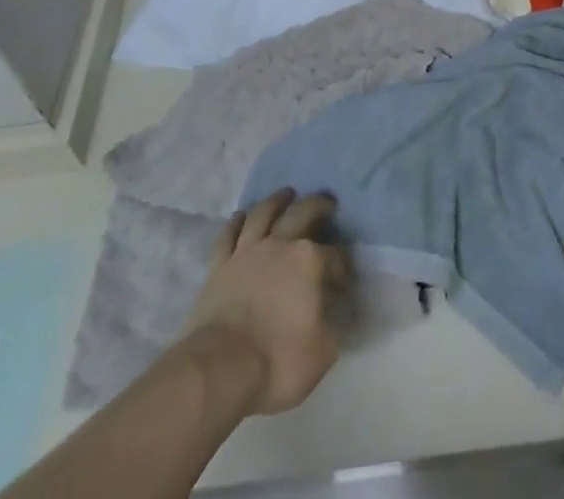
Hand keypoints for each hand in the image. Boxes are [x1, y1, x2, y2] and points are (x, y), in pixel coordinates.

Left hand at [182, 187, 347, 414]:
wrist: (219, 369)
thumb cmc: (276, 361)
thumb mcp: (322, 353)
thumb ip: (333, 329)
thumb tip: (335, 317)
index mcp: (309, 261)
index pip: (334, 257)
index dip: (342, 268)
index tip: (344, 282)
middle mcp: (280, 245)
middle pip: (302, 213)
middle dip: (318, 205)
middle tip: (327, 202)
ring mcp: (247, 251)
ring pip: (264, 213)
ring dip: (277, 201)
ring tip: (286, 194)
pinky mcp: (219, 265)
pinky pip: (229, 235)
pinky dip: (236, 222)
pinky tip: (241, 216)